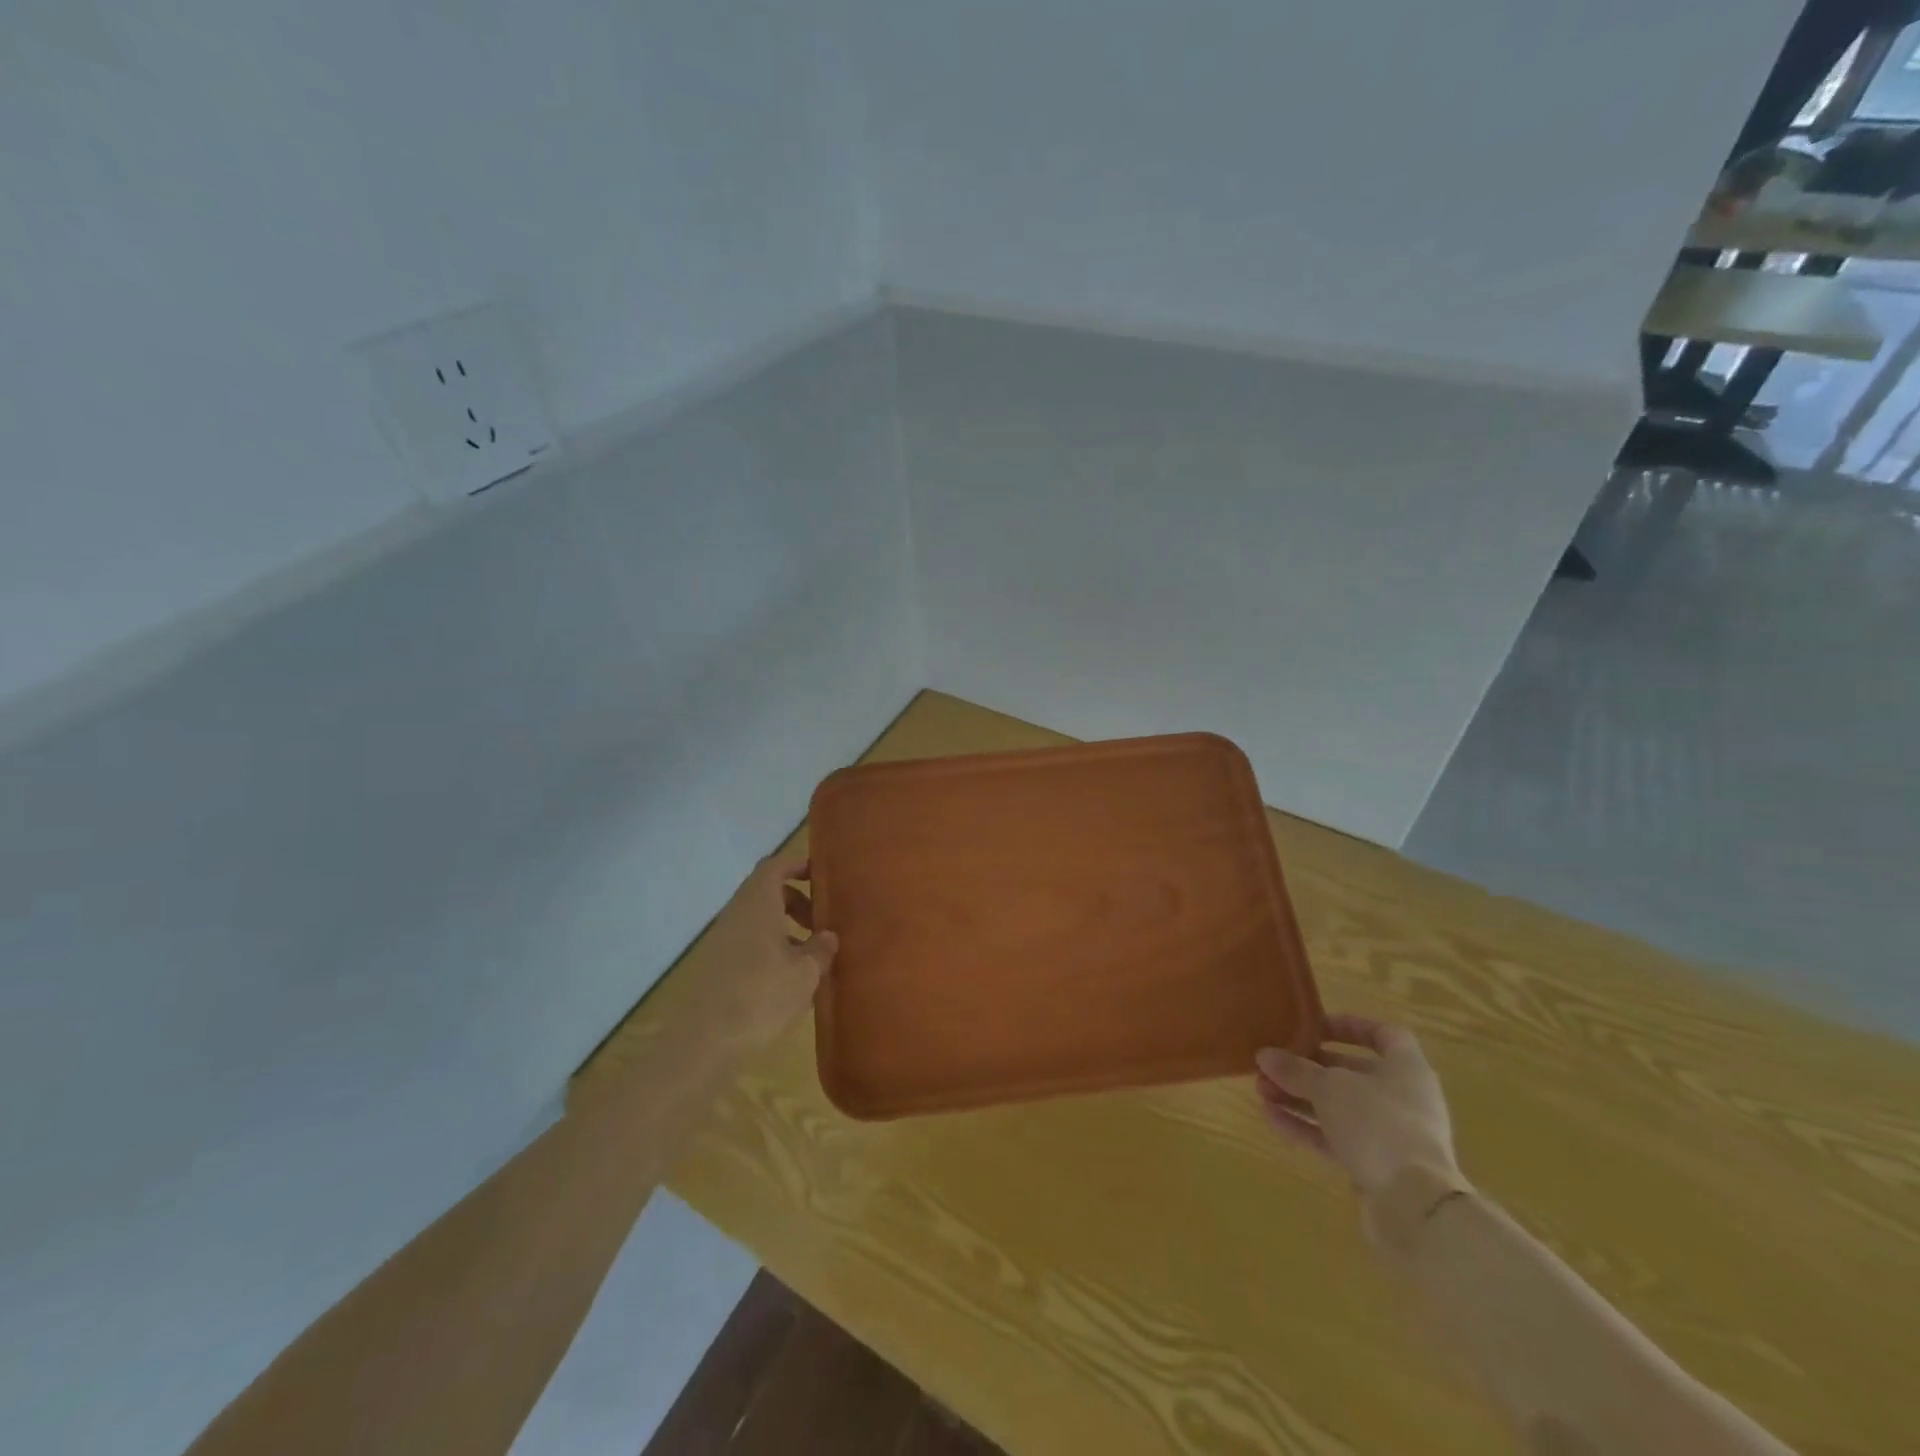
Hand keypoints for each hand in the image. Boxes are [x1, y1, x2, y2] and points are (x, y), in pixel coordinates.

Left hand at [695, 851, 837, 1054]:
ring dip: (785, 928)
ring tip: (810, 957)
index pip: (776, 866)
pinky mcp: (717, 966)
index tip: (822, 876)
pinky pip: (749, 942)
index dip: (799, 865)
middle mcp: (738, 913)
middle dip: (797, 901)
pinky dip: (771, 948)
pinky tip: (788, 980)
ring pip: (759, 920)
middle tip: (821, 923)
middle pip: (768, 892)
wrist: (705, 1041)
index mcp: (758, 903)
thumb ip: (821, 949)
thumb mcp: (805, 973)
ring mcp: (723, 940)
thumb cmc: (762, 995)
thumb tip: (827, 936)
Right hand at [1255, 1016, 1462, 1212]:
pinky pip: (1336, 1137)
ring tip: (1261, 1090)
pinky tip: (1271, 1118)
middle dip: (1308, 1067)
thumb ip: (1296, 1070)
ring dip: (1300, 1097)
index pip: (1383, 1035)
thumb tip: (1264, 1054)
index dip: (1349, 1026)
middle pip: (1351, 1072)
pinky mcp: (1376, 1165)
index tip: (1314, 1027)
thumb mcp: (1329, 1087)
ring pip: (1338, 1106)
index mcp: (1406, 1068)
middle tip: (1272, 1063)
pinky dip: (1306, 1126)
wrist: (1415, 1205)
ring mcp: (1390, 1134)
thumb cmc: (1378, 1123)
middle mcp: (1402, 1098)